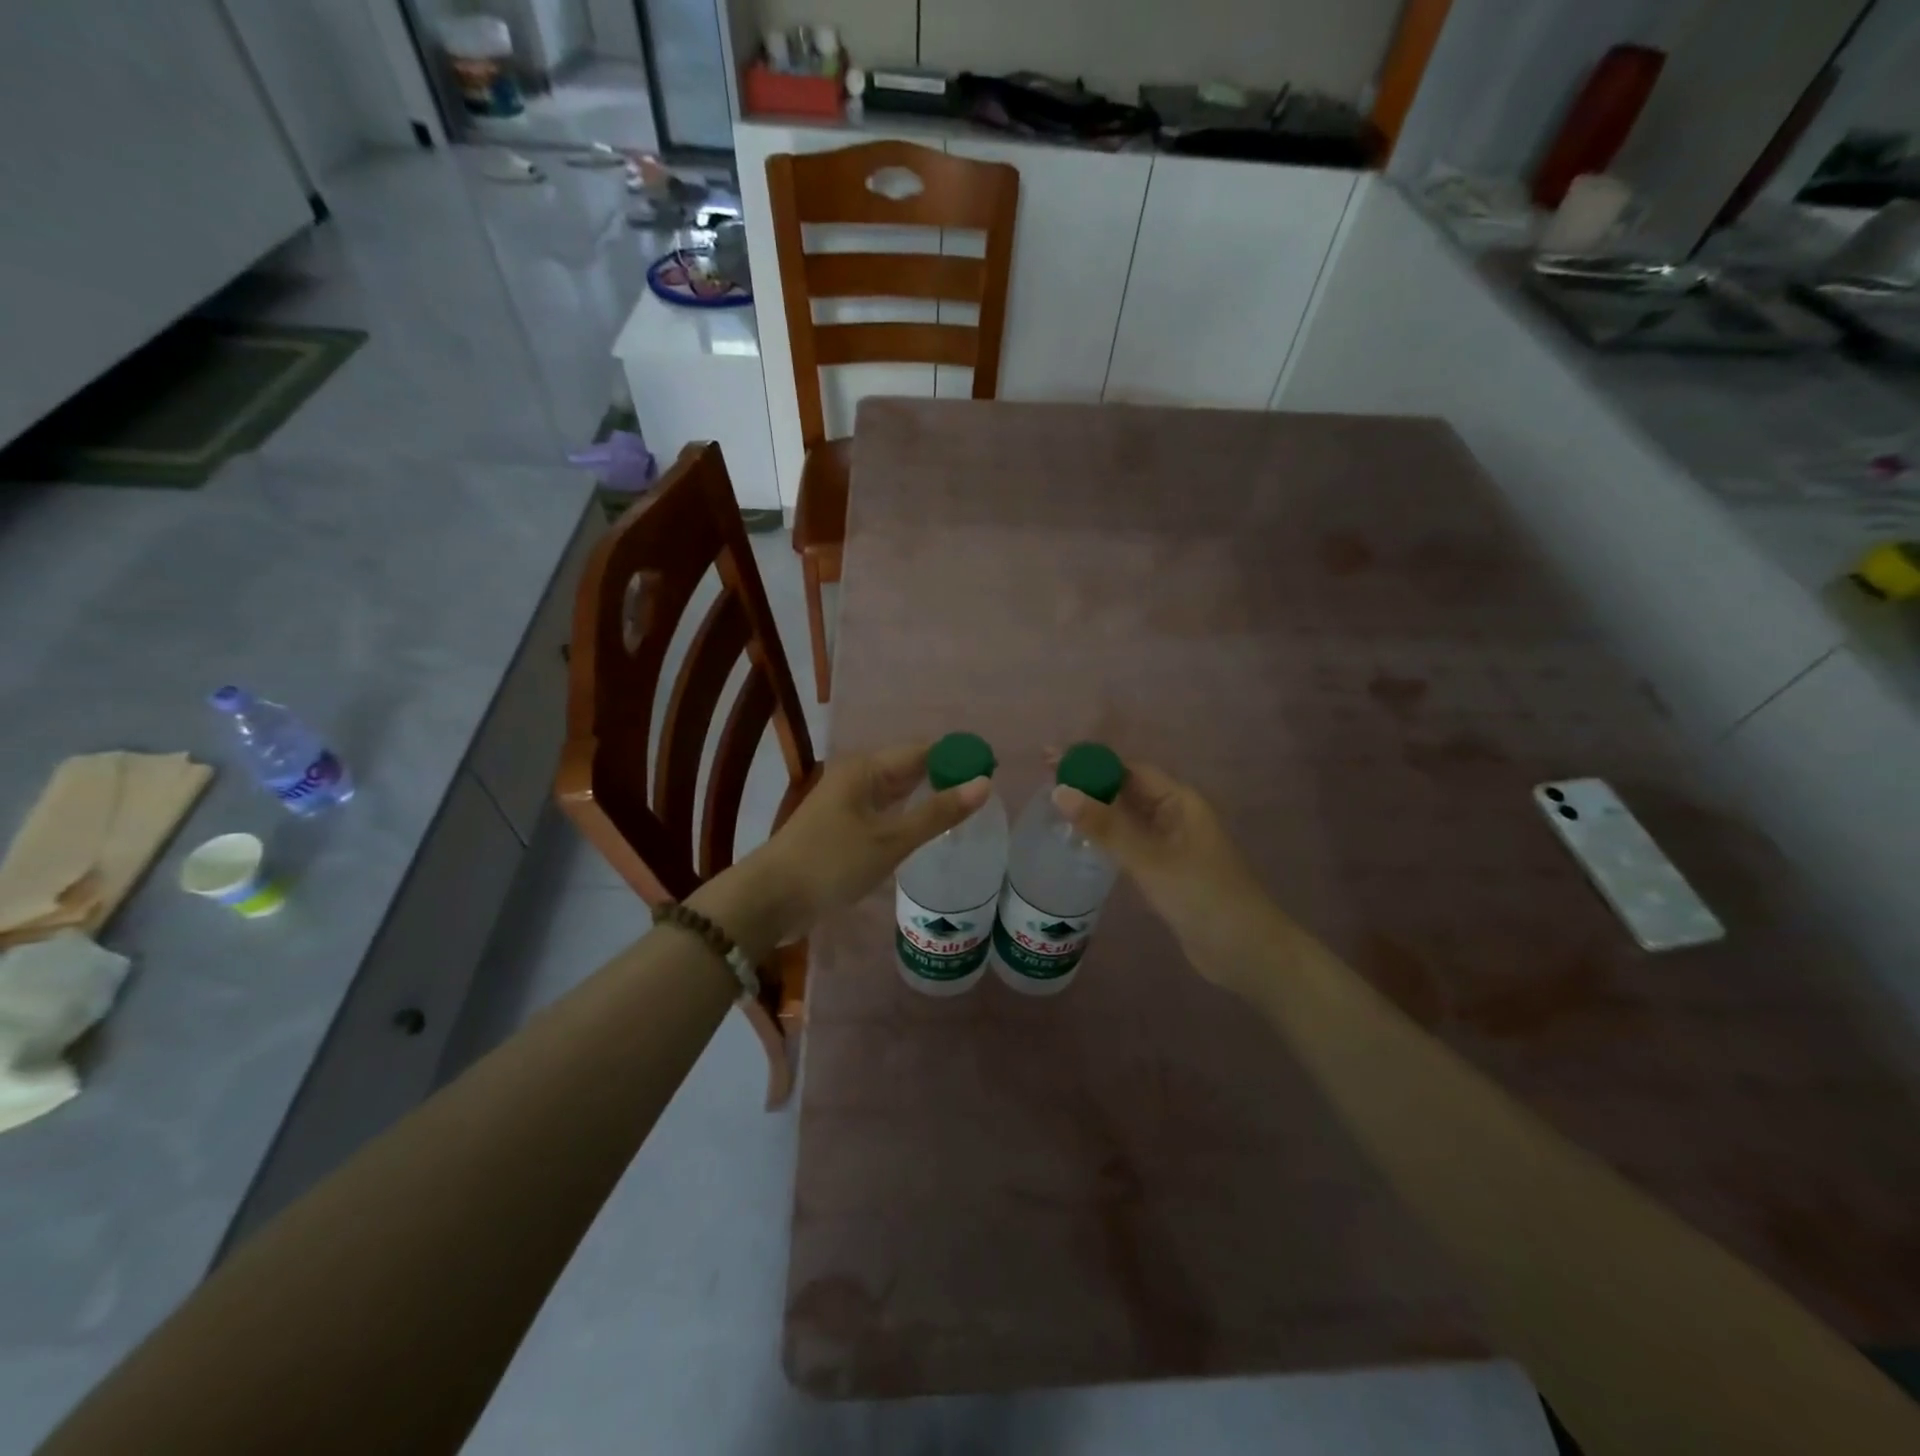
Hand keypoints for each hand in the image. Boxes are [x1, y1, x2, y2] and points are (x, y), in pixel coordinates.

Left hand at [691, 743, 989, 957]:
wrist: (771, 899)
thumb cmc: (832, 863)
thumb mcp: (890, 840)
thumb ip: (938, 812)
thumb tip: (984, 783)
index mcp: (866, 768)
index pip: (924, 750)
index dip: (958, 757)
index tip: (993, 771)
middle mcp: (857, 775)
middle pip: (911, 766)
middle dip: (946, 776)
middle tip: (987, 794)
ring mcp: (848, 800)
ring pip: (898, 789)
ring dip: (928, 796)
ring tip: (967, 810)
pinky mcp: (843, 825)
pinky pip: (885, 809)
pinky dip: (909, 814)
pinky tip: (928, 828)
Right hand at [1053, 763, 1288, 995]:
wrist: (1247, 953)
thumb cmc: (1203, 897)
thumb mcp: (1150, 860)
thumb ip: (1105, 826)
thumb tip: (1060, 791)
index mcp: (1180, 801)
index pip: (1128, 769)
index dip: (1090, 762)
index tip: (1050, 759)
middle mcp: (1176, 815)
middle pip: (1127, 789)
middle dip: (1089, 783)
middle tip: (1043, 782)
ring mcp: (1172, 844)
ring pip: (1127, 817)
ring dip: (1095, 810)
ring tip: (1054, 807)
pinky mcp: (1166, 870)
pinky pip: (1130, 842)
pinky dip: (1106, 837)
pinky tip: (1081, 841)